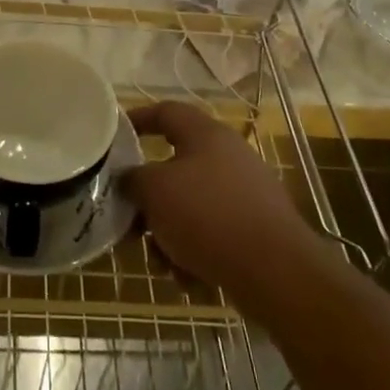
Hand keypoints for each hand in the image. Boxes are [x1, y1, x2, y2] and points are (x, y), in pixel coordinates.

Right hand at [125, 101, 315, 297]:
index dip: (137, 119)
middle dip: (149, 199)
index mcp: (206, 135)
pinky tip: (190, 277)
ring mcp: (246, 194)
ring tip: (161, 262)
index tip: (113, 136)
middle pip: (175, 169)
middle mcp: (229, 157)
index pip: (166, 112)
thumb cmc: (208, 215)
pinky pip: (212, 234)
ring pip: (191, 207)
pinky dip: (195, 252)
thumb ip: (132, 178)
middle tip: (129, 221)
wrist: (276, 272)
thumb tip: (129, 179)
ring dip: (169, 233)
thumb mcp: (155, 190)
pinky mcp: (256, 230)